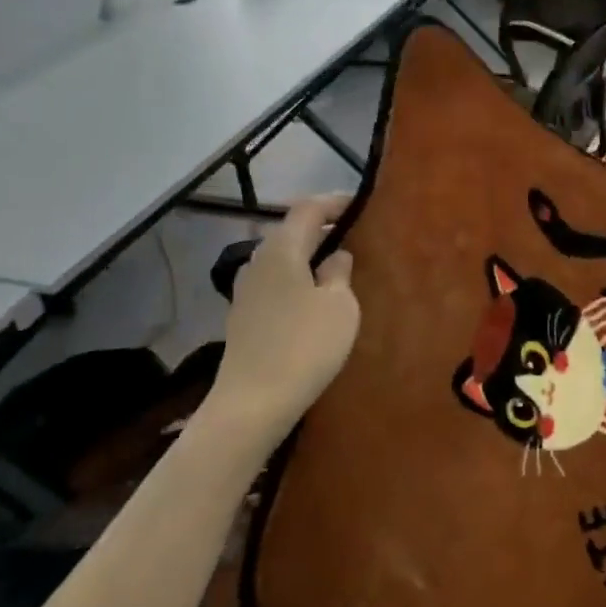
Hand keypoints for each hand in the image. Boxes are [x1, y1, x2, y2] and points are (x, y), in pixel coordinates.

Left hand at [207, 195, 360, 443]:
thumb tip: (336, 256)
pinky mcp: (244, 317)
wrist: (252, 404)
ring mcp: (246, 291)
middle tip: (356, 237)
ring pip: (283, 260)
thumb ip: (339, 273)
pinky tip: (315, 300)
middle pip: (292, 232)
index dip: (335, 202)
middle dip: (323, 230)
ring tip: (339, 269)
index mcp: (281, 250)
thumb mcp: (339, 305)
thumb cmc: (304, 346)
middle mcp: (258, 262)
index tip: (361, 205)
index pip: (308, 209)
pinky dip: (298, 281)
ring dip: (310, 258)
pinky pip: (277, 284)